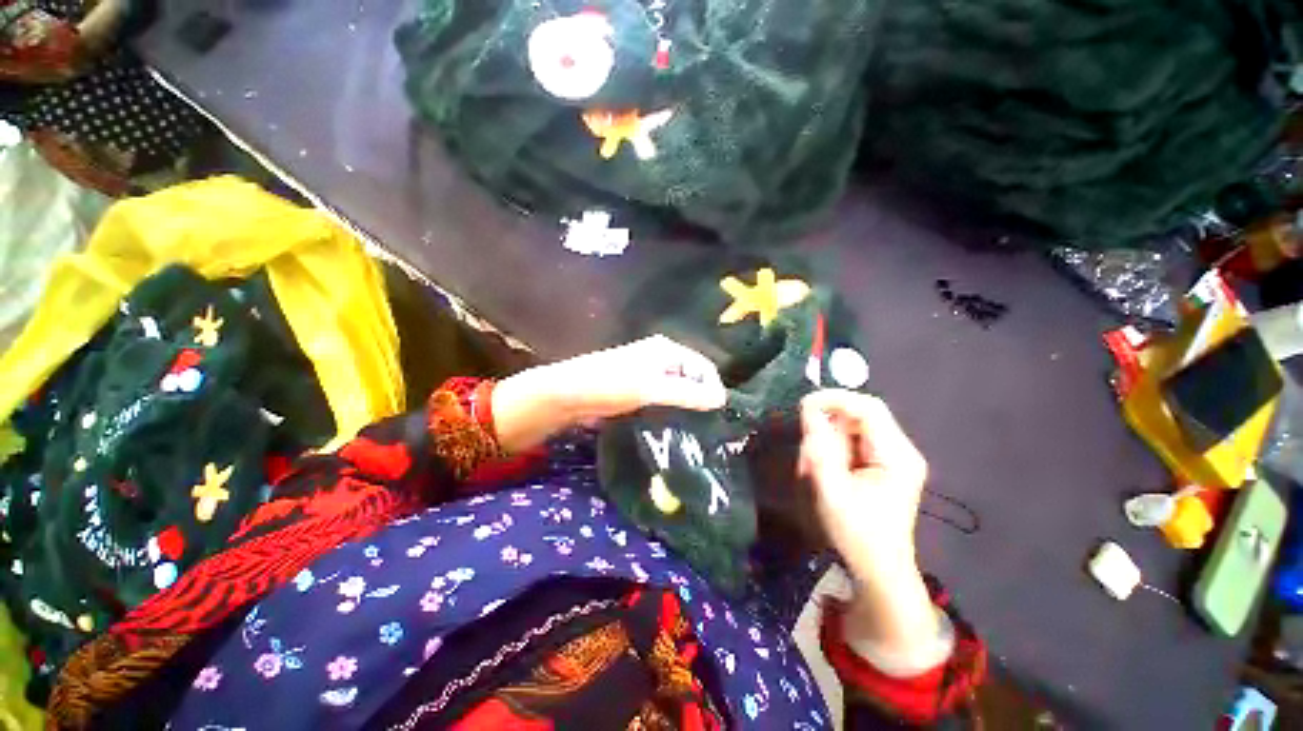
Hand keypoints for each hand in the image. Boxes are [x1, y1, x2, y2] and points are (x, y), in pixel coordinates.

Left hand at [492, 335, 725, 452]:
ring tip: (695, 428)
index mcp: (666, 349)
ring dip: (686, 405)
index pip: (703, 366)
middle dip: (701, 398)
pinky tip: (674, 425)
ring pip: (677, 389)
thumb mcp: (650, 389)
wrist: (567, 394)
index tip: (719, 414)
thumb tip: (722, 399)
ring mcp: (648, 373)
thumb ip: (687, 394)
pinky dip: (671, 409)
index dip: (713, 387)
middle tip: (709, 425)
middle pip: (691, 377)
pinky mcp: (638, 388)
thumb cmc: (610, 385)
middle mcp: (660, 357)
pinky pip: (663, 397)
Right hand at [799, 390, 927, 581]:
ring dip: (827, 439)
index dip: (835, 399)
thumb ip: (820, 448)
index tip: (804, 405)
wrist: (878, 569)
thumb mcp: (832, 490)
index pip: (869, 408)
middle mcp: (900, 450)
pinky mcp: (882, 464)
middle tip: (806, 448)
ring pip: (852, 428)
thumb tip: (809, 410)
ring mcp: (892, 457)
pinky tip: (822, 468)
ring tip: (811, 465)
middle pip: (860, 416)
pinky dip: (832, 448)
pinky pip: (852, 441)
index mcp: (896, 456)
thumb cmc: (857, 534)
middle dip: (827, 425)